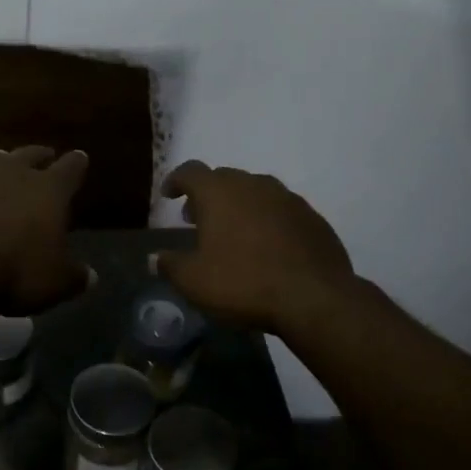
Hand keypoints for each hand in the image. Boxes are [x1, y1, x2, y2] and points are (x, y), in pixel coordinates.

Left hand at [0, 147, 92, 313]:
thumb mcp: (53, 285)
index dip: (77, 164)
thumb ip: (74, 276)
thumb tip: (90, 276)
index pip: (71, 169)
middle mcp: (12, 171)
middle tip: (45, 158)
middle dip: (40, 157)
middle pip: (31, 154)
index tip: (80, 158)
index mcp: (49, 190)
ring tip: (1, 169)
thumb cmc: (11, 273)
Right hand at [156, 162, 355, 333]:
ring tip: (232, 232)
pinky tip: (266, 246)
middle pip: (224, 178)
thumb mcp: (194, 281)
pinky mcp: (312, 217)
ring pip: (255, 191)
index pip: (191, 171)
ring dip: (239, 205)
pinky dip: (266, 220)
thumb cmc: (243, 283)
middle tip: (197, 218)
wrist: (315, 297)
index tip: (169, 195)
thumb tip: (155, 257)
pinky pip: (280, 210)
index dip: (176, 180)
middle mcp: (254, 185)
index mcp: (220, 192)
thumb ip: (170, 265)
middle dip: (207, 195)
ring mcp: (288, 199)